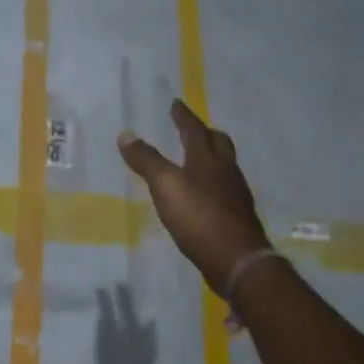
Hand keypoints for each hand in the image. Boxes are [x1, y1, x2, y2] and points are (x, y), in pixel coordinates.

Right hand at [118, 99, 272, 295]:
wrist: (237, 259)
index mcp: (207, 159)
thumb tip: (126, 134)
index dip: (183, 116)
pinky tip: (204, 194)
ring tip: (197, 159)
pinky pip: (225, 189)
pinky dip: (213, 183)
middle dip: (205, 133)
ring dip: (212, 158)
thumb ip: (146, 160)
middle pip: (219, 144)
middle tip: (194, 128)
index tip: (175, 103)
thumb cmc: (199, 216)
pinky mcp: (237, 216)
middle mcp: (226, 171)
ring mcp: (235, 194)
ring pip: (225, 166)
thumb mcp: (165, 186)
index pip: (194, 130)